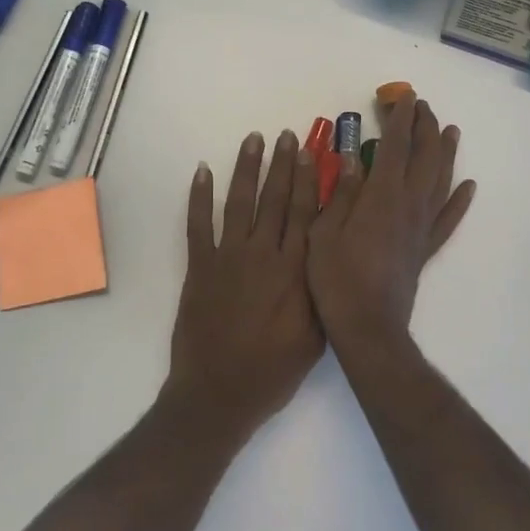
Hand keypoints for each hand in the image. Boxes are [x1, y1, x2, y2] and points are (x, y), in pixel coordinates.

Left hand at [166, 130, 324, 431]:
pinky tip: (203, 171)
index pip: (304, 214)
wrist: (218, 395)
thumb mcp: (315, 336)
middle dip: (282, 165)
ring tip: (253, 139)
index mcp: (293, 271)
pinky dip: (199, 196)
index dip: (308, 180)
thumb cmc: (273, 371)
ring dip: (246, 168)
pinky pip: (198, 224)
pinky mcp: (199, 267)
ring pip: (239, 202)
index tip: (311, 153)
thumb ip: (322, 291)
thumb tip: (331, 253)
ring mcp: (227, 258)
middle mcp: (262, 255)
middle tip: (286, 136)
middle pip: (274, 200)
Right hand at [306, 95, 475, 354]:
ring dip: (446, 153)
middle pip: (423, 157)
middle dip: (424, 127)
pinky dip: (460, 200)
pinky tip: (469, 187)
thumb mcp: (323, 231)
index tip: (404, 97)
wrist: (368, 328)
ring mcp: (421, 227)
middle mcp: (408, 205)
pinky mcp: (425, 248)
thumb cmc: (336, 279)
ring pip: (441, 181)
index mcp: (381, 196)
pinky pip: (448, 219)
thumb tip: (350, 158)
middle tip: (422, 106)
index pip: (394, 146)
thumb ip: (340, 193)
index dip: (400, 119)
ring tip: (450, 131)